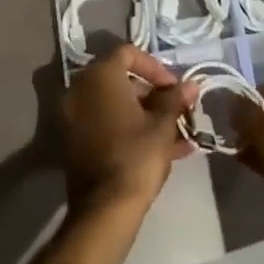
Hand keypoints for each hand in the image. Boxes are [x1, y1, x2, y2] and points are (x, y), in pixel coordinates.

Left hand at [59, 46, 198, 214]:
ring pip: (114, 105)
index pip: (128, 53)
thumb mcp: (163, 124)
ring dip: (144, 115)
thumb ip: (175, 99)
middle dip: (152, 94)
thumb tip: (191, 85)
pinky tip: (159, 150)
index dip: (155, 67)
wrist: (104, 209)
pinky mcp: (73, 142)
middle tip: (175, 110)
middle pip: (120, 80)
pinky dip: (128, 129)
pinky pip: (105, 125)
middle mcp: (80, 89)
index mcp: (100, 75)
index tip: (174, 87)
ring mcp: (73, 117)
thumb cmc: (136, 155)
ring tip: (176, 135)